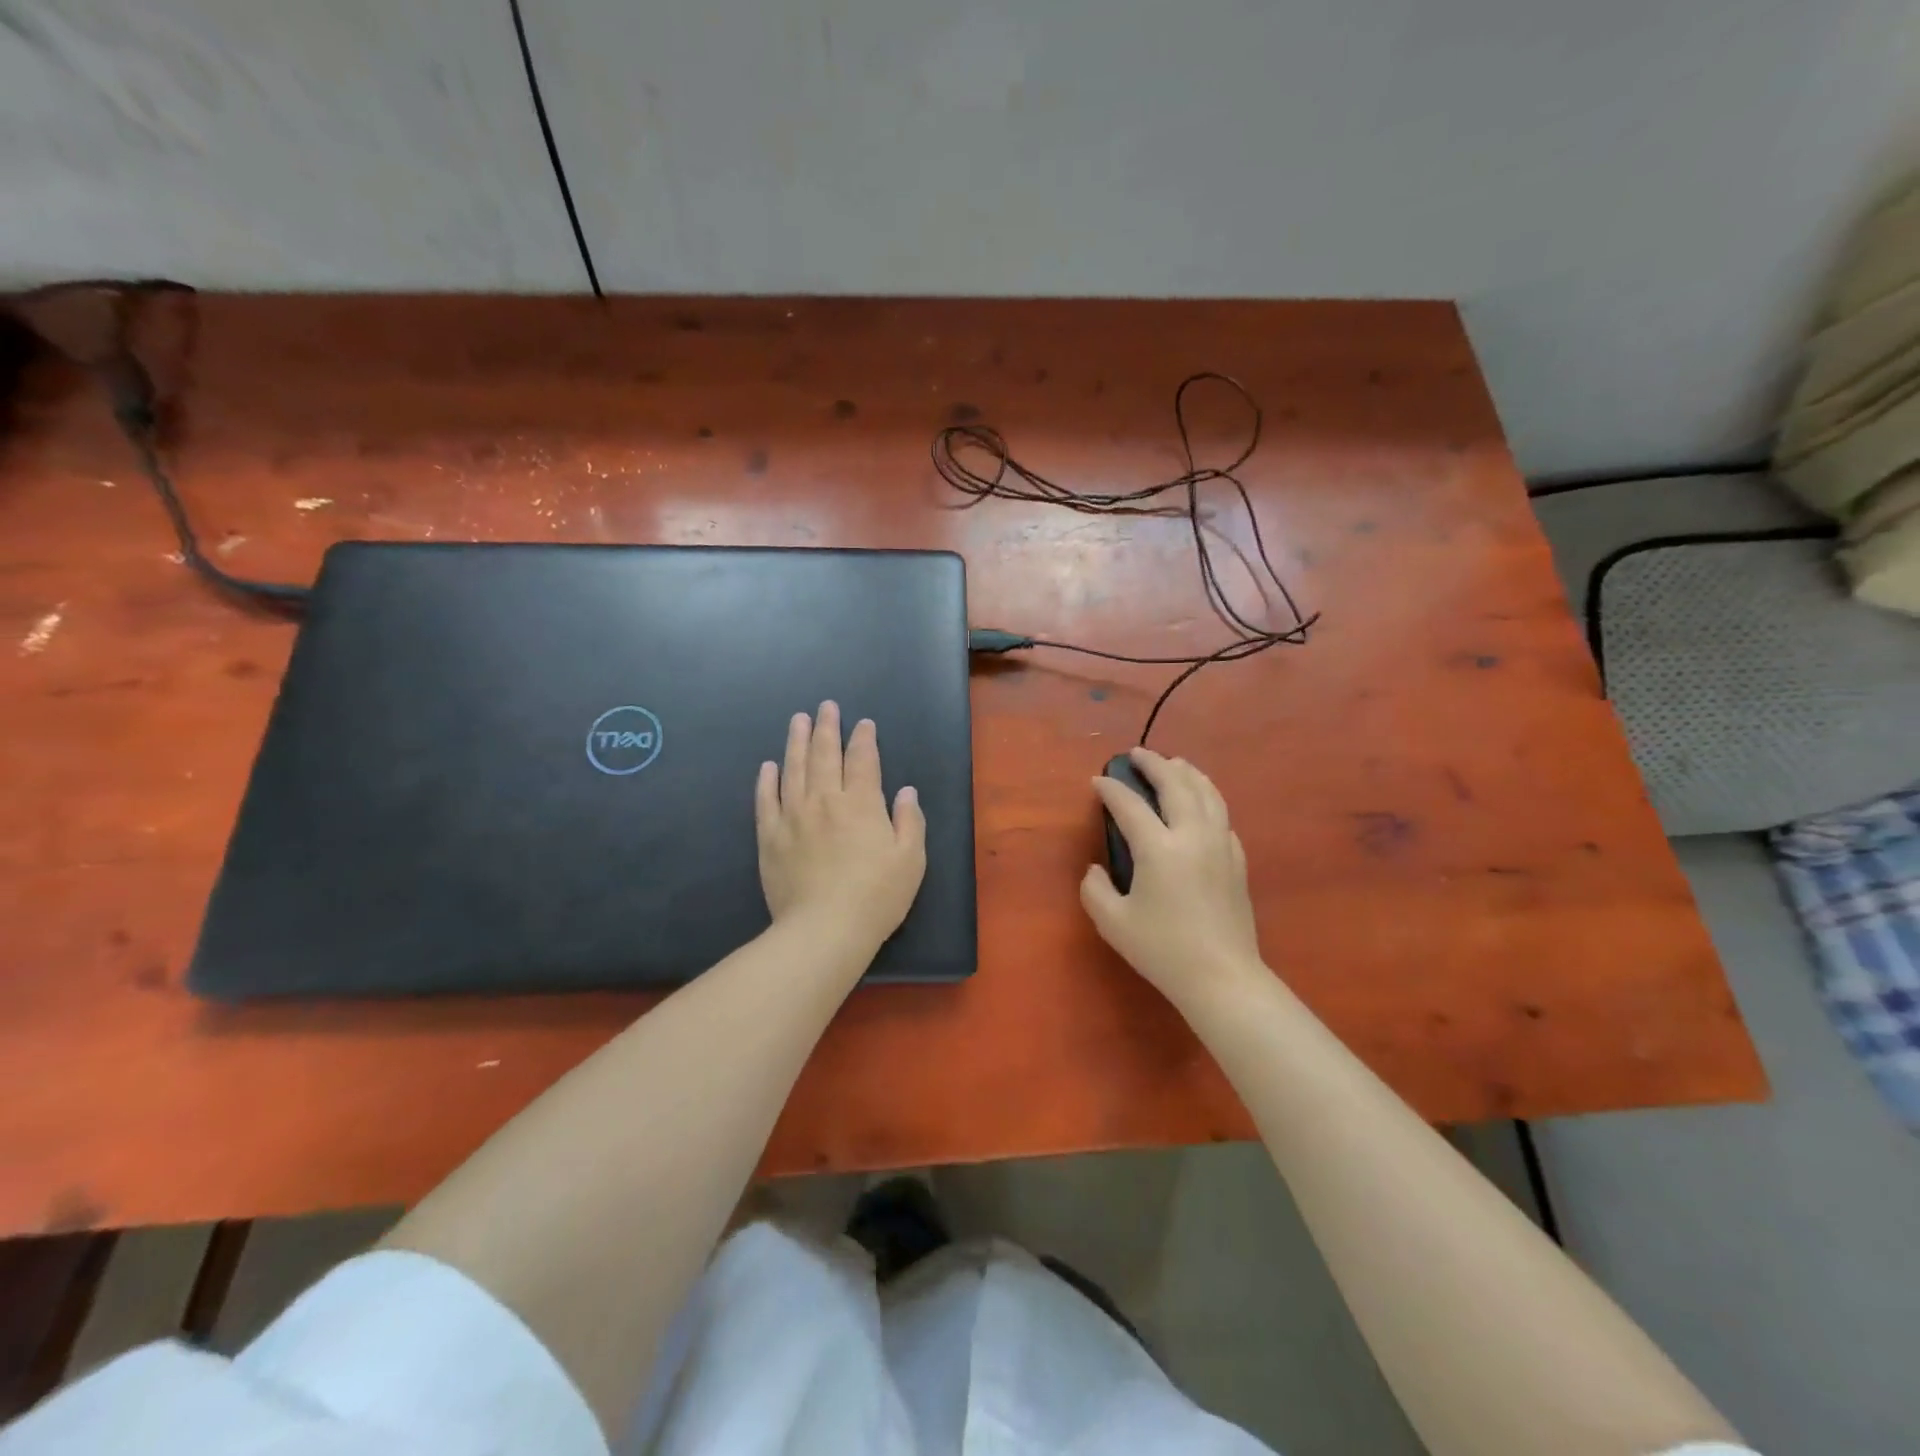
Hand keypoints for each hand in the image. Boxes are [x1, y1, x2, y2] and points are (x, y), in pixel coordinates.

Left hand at [755, 702, 926, 953]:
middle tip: (826, 707)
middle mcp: (825, 801)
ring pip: (793, 769)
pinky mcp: (770, 837)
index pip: (863, 760)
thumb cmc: (876, 896)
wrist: (824, 929)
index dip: (863, 739)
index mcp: (861, 804)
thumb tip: (907, 791)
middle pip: (825, 755)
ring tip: (798, 721)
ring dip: (797, 742)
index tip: (863, 724)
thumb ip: (910, 821)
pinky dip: (767, 780)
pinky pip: (766, 800)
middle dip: (827, 728)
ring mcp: (793, 817)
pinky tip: (768, 766)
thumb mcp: (911, 860)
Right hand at [1081, 748, 1264, 1008]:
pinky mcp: (1237, 860)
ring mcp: (1221, 845)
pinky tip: (1201, 803)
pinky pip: (1222, 815)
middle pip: (1176, 784)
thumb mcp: (1113, 923)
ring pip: (1207, 793)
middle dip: (1154, 764)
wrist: (1222, 977)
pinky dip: (1208, 798)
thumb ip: (1094, 889)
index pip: (1130, 805)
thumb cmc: (1163, 950)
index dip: (1110, 789)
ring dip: (1187, 772)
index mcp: (1159, 848)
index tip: (1098, 780)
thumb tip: (1096, 868)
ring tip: (1174, 764)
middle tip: (1137, 754)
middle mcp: (1193, 835)